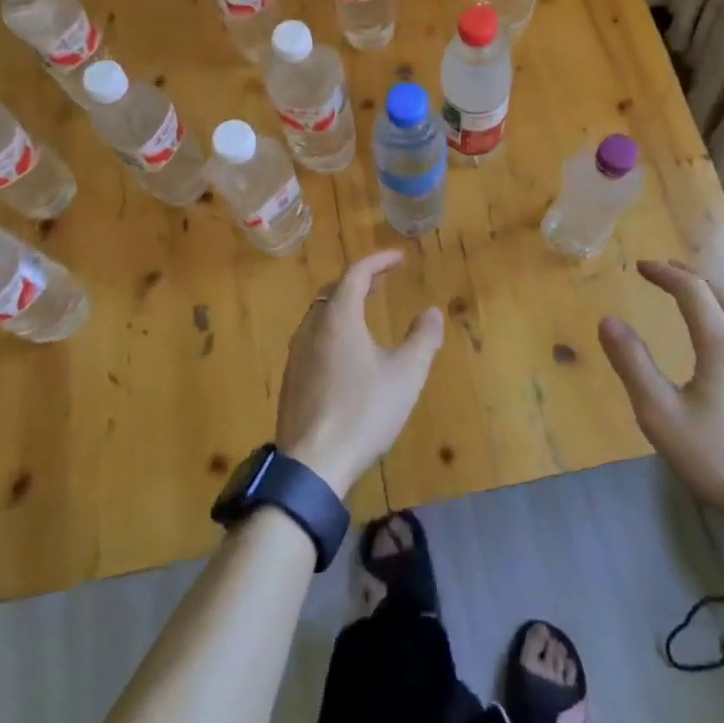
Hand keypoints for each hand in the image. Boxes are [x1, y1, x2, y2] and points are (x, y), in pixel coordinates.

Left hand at [275, 250, 444, 497]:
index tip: (400, 257)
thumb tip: (432, 311)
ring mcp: (296, 354)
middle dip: (359, 281)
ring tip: (366, 312)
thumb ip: (422, 339)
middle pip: (333, 290)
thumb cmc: (363, 412)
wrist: (311, 464)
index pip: (356, 273)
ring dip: (343, 305)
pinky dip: (332, 329)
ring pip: (320, 314)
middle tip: (383, 282)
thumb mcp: (405, 375)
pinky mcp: (291, 379)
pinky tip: (346, 353)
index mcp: (338, 318)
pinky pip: (312, 338)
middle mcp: (312, 327)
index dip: (379, 261)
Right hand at [598, 261, 723, 545]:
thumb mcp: (662, 416)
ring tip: (708, 302)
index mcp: (722, 344)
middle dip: (693, 280)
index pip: (692, 290)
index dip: (665, 273)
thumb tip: (608, 321)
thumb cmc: (723, 462)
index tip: (642, 267)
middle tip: (668, 276)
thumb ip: (633, 365)